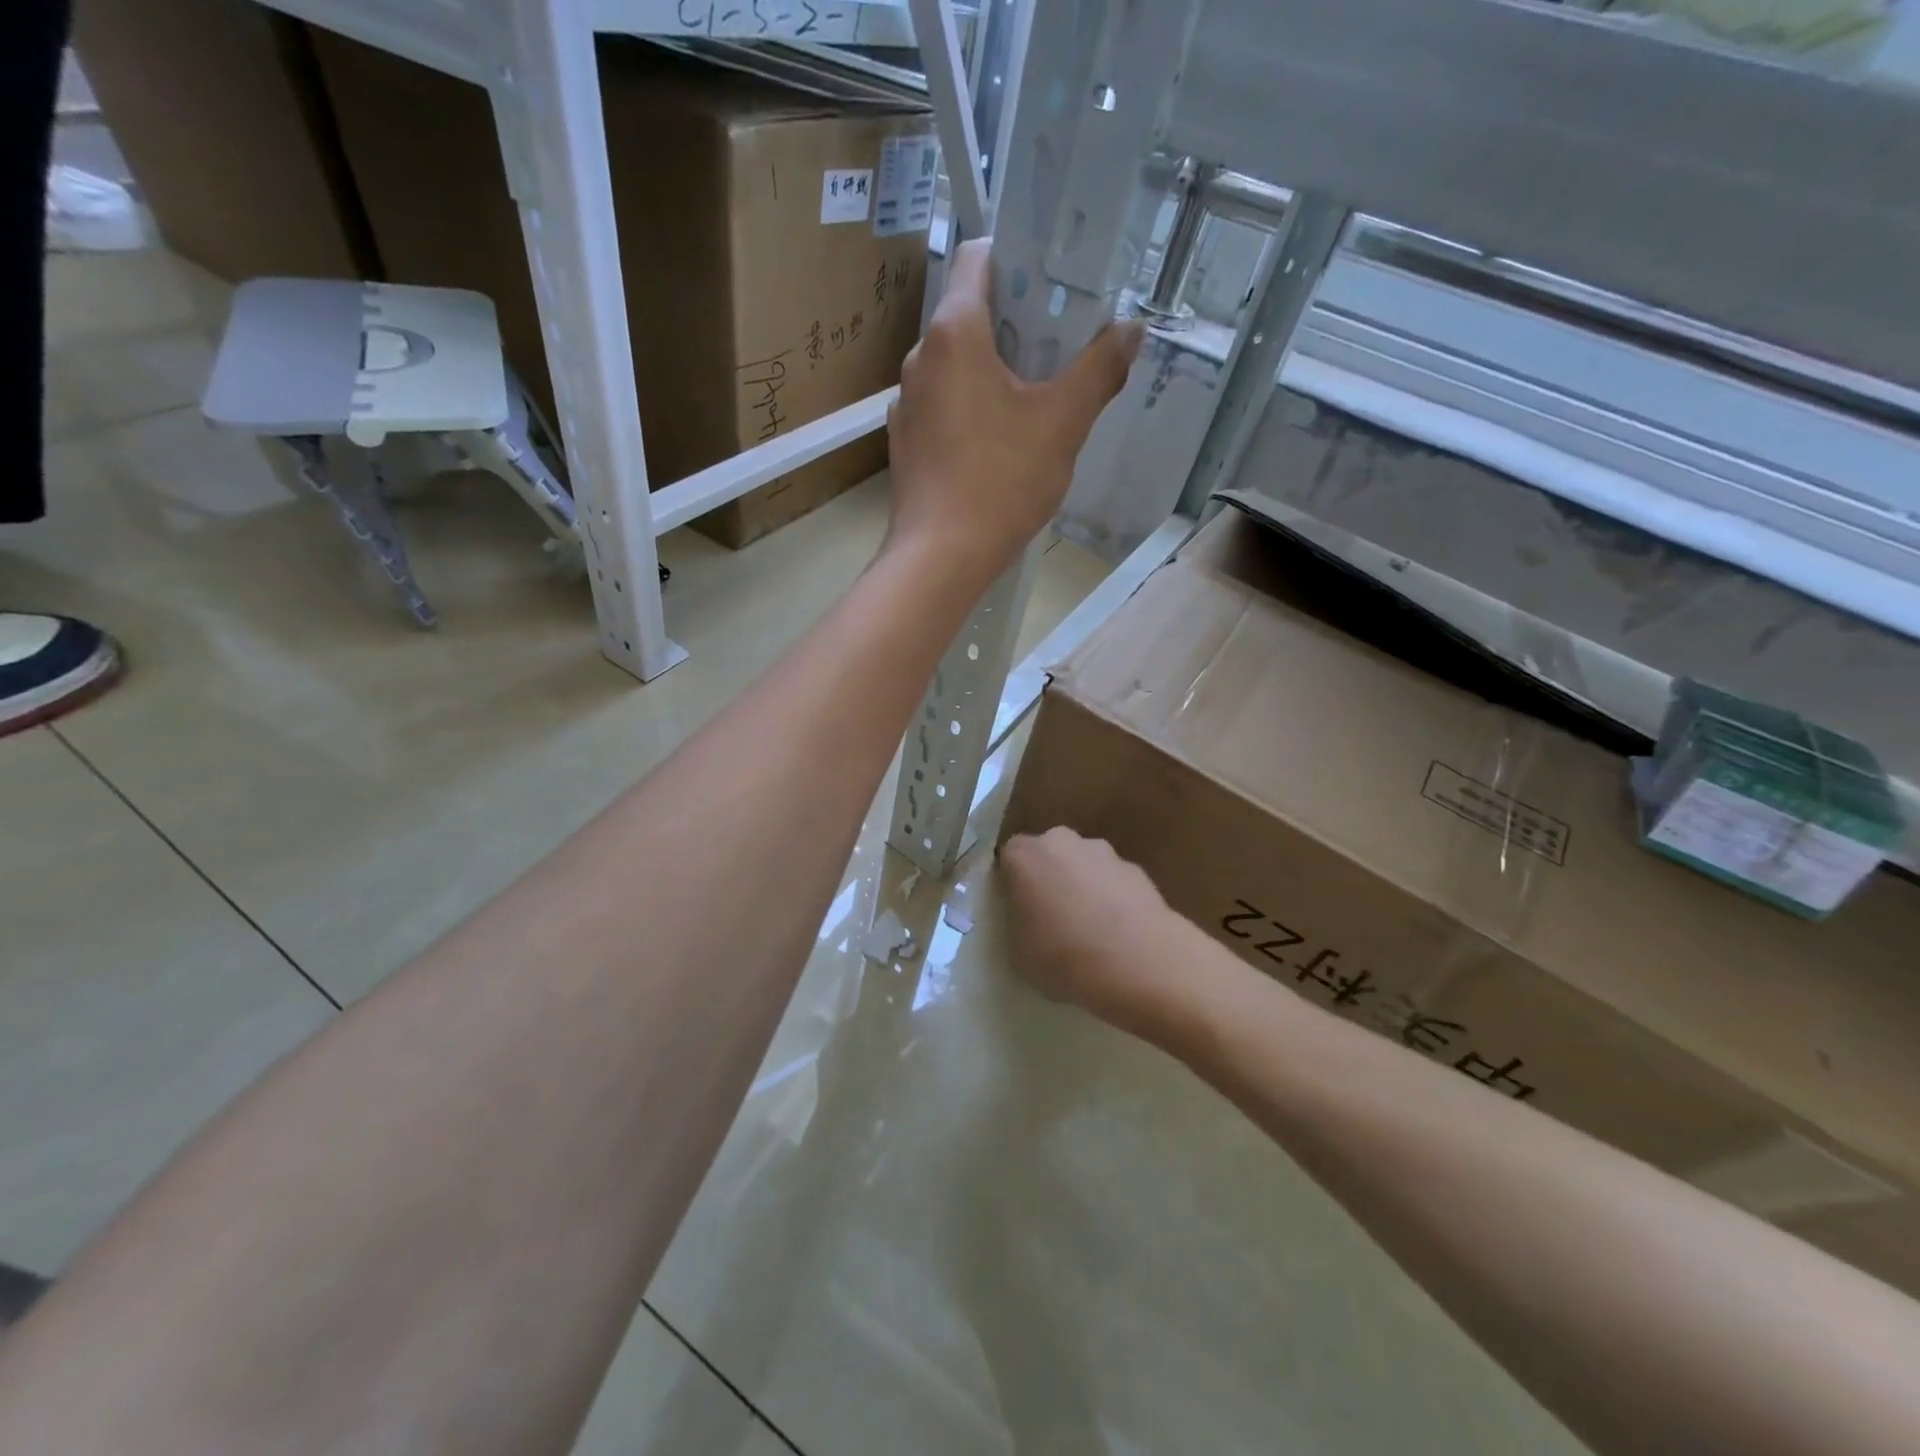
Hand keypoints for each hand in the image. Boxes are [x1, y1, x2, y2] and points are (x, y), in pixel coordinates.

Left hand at [885, 239, 1143, 586]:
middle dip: (1013, 326)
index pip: (978, 258)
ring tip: (1032, 403)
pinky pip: (942, 410)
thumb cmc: (1001, 480)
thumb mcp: (1063, 422)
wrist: (940, 558)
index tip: (1052, 287)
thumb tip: (1131, 329)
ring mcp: (905, 406)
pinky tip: (997, 446)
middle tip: (1057, 351)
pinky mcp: (904, 446)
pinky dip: (970, 411)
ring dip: (992, 373)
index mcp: (953, 333)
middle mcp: (919, 360)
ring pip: (954, 369)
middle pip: (968, 317)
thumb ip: (1099, 369)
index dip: (1017, 260)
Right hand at [1000, 828, 1189, 1034]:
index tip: (1017, 908)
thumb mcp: (1018, 952)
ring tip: (1090, 929)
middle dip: (1050, 876)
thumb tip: (1029, 919)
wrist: (1138, 961)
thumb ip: (1018, 923)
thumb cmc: (1064, 957)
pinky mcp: (1137, 869)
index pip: (1010, 856)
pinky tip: (1118, 934)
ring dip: (1083, 886)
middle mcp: (1062, 841)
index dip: (1013, 881)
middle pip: (1049, 852)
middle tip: (1051, 916)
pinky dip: (1113, 899)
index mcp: (1025, 856)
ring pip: (1084, 864)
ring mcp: (1104, 852)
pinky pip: (1114, 882)